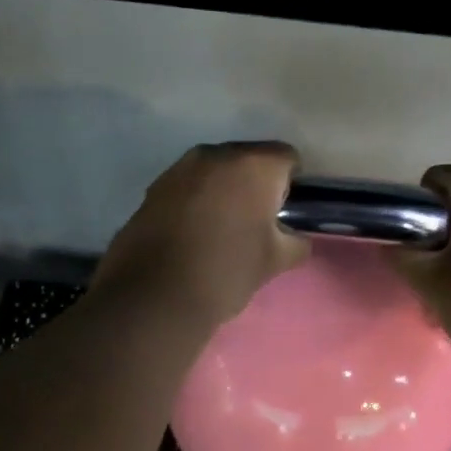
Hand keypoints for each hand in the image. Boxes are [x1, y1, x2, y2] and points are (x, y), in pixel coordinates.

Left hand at [93, 143, 309, 327]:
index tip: (285, 213)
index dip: (291, 184)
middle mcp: (216, 155)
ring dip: (224, 190)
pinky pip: (188, 186)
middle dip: (256, 184)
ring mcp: (179, 168)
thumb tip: (296, 237)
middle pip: (248, 159)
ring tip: (222, 229)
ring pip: (215, 171)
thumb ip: (296, 242)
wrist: (154, 296)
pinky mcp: (154, 188)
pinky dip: (196, 201)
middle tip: (256, 222)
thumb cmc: (226, 272)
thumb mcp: (274, 262)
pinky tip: (193, 234)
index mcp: (253, 165)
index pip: (286, 158)